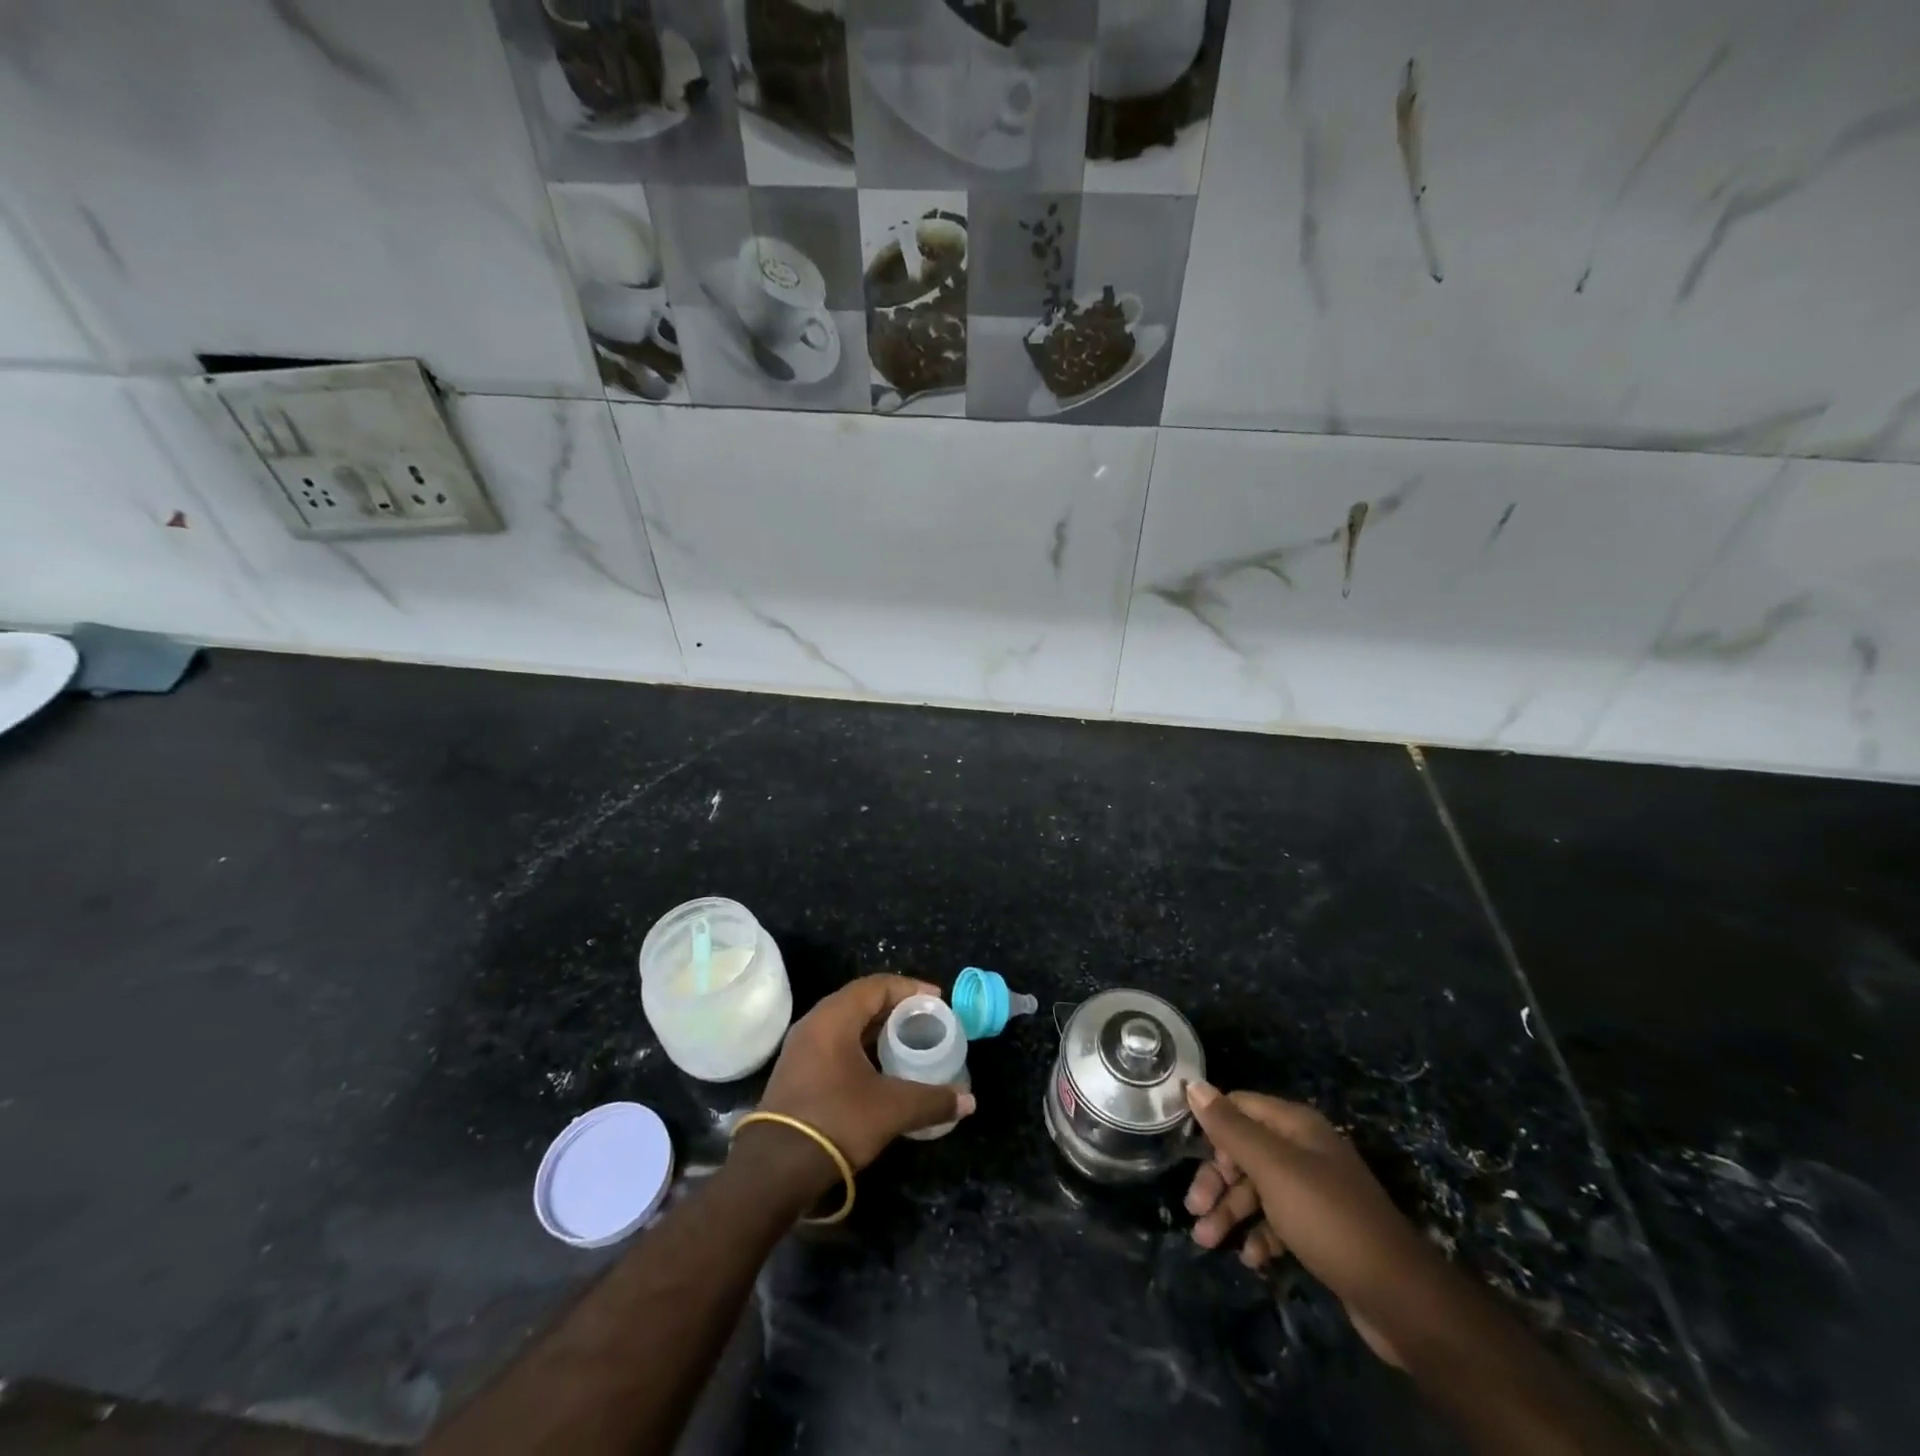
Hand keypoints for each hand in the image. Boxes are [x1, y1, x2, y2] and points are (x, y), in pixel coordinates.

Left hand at [757, 974, 975, 1172]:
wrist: (776, 1168)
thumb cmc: (837, 1120)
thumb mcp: (891, 1109)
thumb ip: (932, 1100)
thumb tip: (968, 1101)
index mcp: (834, 1017)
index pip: (877, 985)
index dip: (910, 988)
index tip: (937, 999)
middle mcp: (814, 1023)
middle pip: (861, 1000)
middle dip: (895, 1007)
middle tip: (925, 1019)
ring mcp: (801, 1047)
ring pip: (846, 1023)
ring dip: (877, 1028)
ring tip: (907, 1040)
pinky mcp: (796, 1071)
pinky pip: (835, 1043)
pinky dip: (860, 1046)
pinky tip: (879, 1067)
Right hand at [1184, 1082, 1439, 1366]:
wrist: (1399, 1298)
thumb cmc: (1327, 1218)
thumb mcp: (1272, 1168)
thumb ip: (1231, 1128)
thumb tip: (1194, 1085)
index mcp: (1296, 1125)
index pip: (1239, 1107)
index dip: (1212, 1127)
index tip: (1185, 1155)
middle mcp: (1304, 1150)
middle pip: (1244, 1151)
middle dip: (1218, 1180)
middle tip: (1195, 1209)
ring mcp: (1313, 1191)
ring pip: (1257, 1190)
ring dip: (1231, 1212)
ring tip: (1208, 1242)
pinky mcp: (1319, 1229)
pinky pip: (1277, 1222)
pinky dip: (1260, 1236)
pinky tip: (1253, 1260)